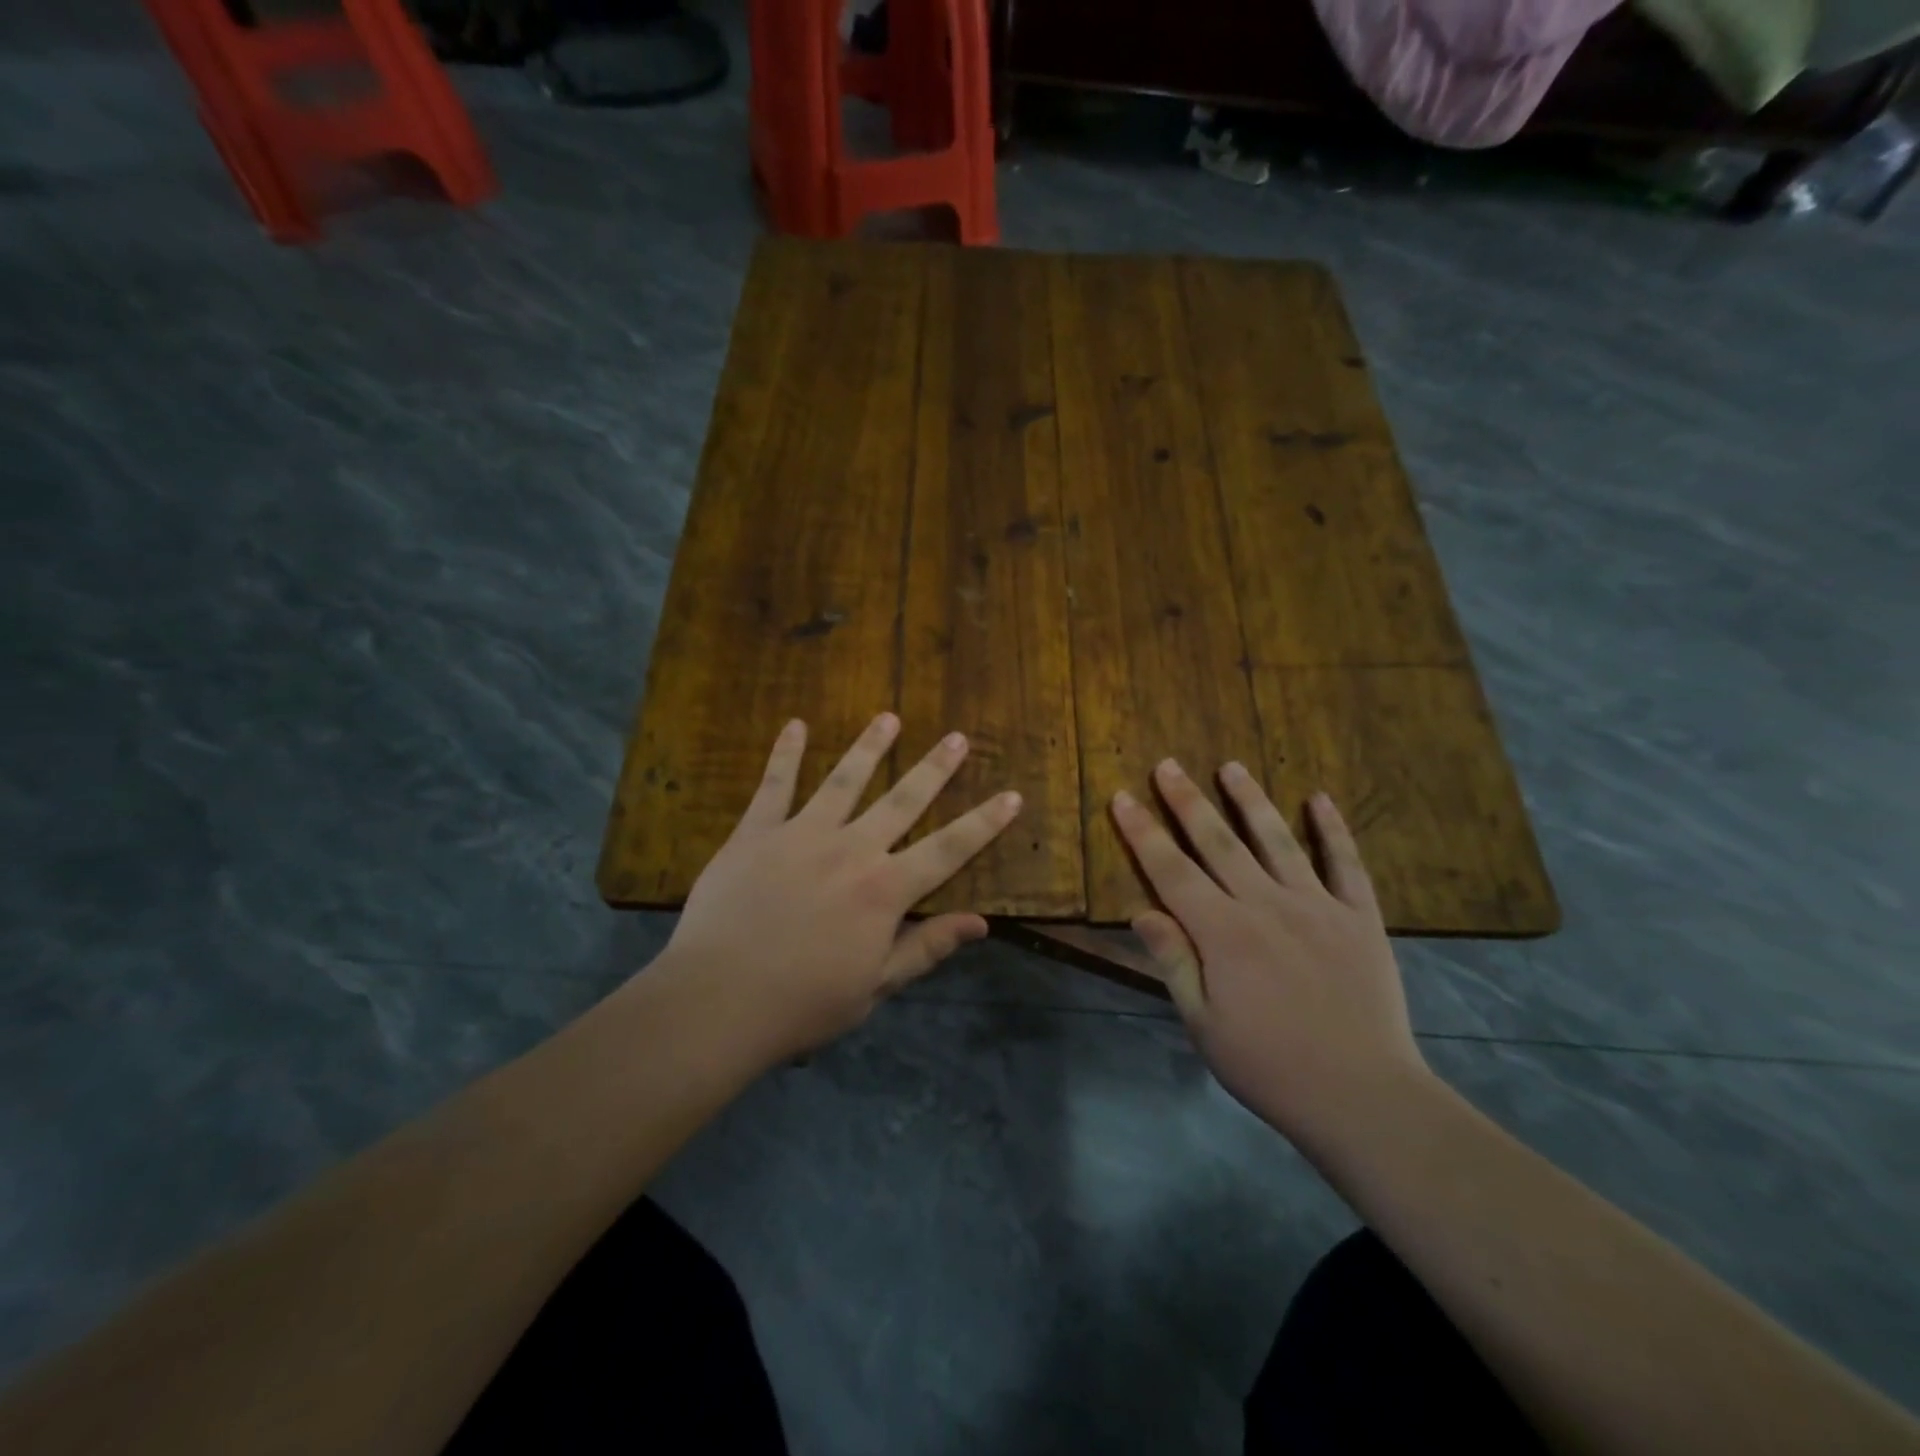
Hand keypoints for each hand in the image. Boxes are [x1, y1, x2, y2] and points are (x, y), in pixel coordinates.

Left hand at [658, 713, 1021, 1064]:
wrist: (717, 1000)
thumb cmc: (803, 1003)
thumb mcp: (875, 985)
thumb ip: (926, 947)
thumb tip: (981, 923)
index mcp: (885, 890)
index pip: (949, 849)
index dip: (985, 823)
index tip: (1012, 795)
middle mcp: (852, 849)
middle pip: (903, 800)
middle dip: (935, 768)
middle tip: (957, 738)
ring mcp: (802, 834)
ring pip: (844, 781)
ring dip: (870, 747)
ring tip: (889, 717)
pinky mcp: (757, 833)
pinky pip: (774, 786)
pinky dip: (786, 754)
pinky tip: (796, 725)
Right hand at [1111, 759, 1427, 1146]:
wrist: (1363, 1096)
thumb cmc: (1269, 1066)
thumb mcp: (1204, 1025)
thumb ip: (1175, 962)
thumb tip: (1143, 911)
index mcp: (1223, 933)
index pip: (1171, 870)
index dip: (1143, 832)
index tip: (1123, 797)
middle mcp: (1266, 905)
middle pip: (1218, 842)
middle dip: (1187, 801)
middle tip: (1168, 765)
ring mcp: (1317, 906)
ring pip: (1277, 840)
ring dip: (1250, 800)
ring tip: (1231, 766)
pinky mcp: (1359, 917)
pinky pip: (1345, 863)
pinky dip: (1332, 829)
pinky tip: (1319, 799)